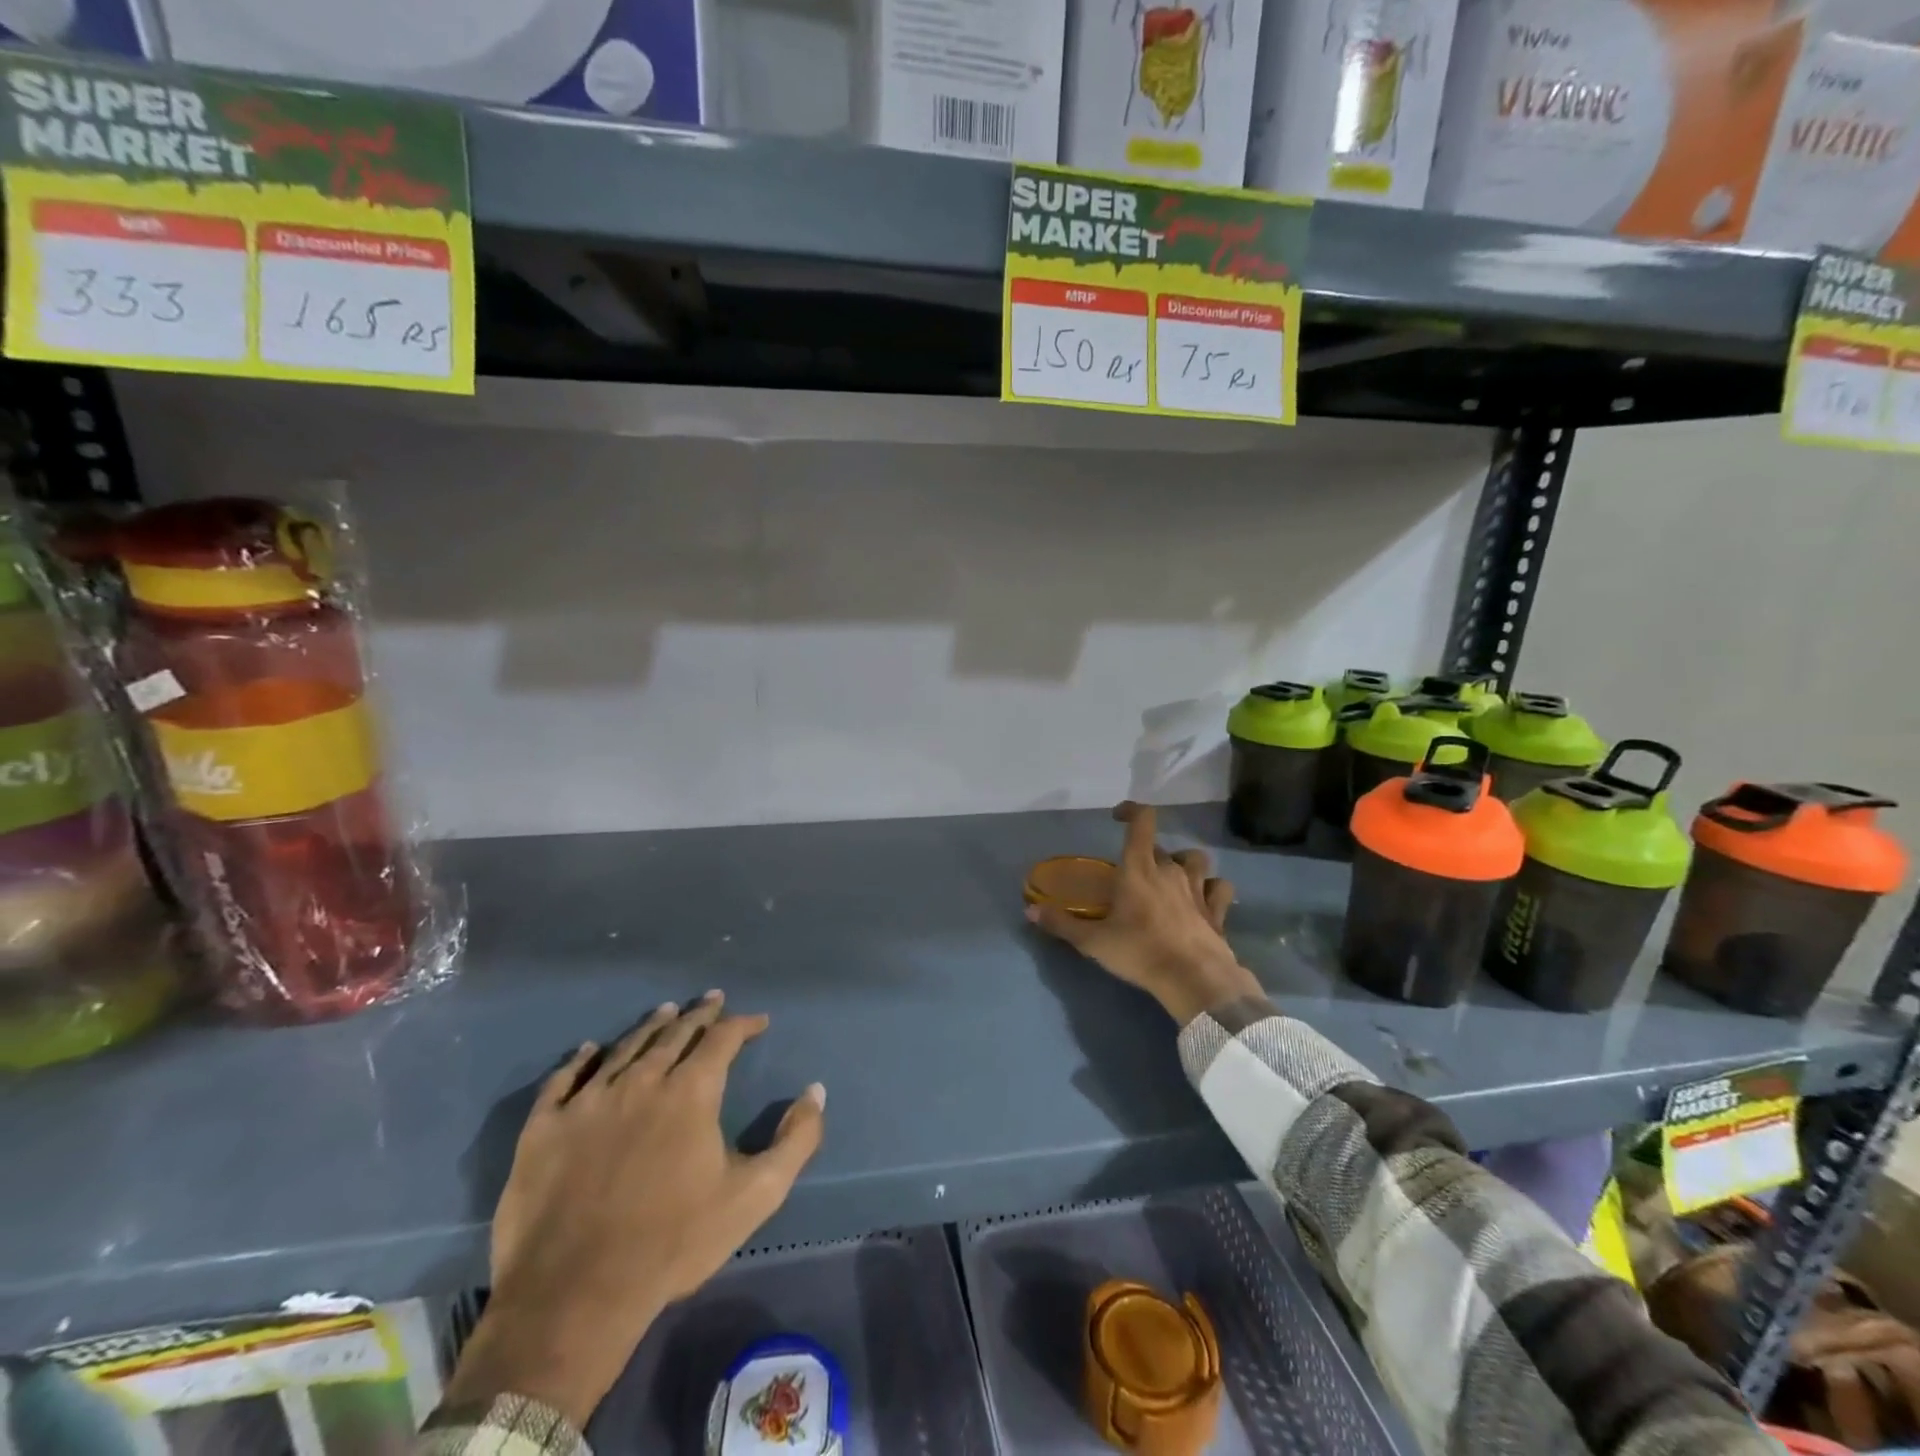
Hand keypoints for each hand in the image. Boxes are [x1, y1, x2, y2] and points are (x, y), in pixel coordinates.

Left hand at [443, 993, 825, 1429]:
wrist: (575, 1297)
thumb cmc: (674, 1243)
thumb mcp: (755, 1196)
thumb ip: (796, 1140)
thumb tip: (815, 1091)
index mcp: (691, 1092)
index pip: (722, 1039)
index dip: (743, 1024)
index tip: (758, 1021)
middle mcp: (641, 1081)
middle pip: (674, 1034)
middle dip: (699, 1015)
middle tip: (712, 1000)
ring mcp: (588, 1101)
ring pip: (624, 1048)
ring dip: (650, 1027)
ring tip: (665, 1011)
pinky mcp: (544, 1128)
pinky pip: (563, 1079)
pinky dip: (579, 1059)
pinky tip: (587, 1049)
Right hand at [1026, 802, 1260, 1024]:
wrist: (1194, 979)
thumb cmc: (1140, 952)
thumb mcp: (1093, 941)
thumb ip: (1061, 923)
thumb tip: (1029, 909)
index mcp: (1139, 868)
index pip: (1142, 821)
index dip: (1131, 810)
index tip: (1117, 816)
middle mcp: (1170, 869)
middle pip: (1159, 846)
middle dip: (1145, 852)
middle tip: (1131, 873)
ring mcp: (1197, 888)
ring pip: (1194, 859)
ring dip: (1183, 862)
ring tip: (1171, 876)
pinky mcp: (1217, 910)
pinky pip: (1219, 887)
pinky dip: (1212, 887)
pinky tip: (1204, 897)